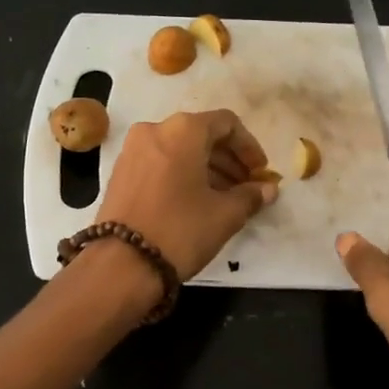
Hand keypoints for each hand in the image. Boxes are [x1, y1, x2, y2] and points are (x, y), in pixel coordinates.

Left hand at [97, 110, 277, 280]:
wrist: (121, 264)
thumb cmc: (180, 230)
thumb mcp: (225, 215)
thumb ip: (251, 196)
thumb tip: (268, 189)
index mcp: (183, 130)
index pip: (227, 123)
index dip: (249, 147)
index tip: (261, 173)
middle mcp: (155, 130)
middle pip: (201, 135)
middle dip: (228, 160)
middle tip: (247, 187)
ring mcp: (133, 150)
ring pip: (179, 150)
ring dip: (207, 168)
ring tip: (226, 198)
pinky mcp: (120, 173)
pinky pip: (160, 163)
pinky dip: (182, 175)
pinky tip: (196, 202)